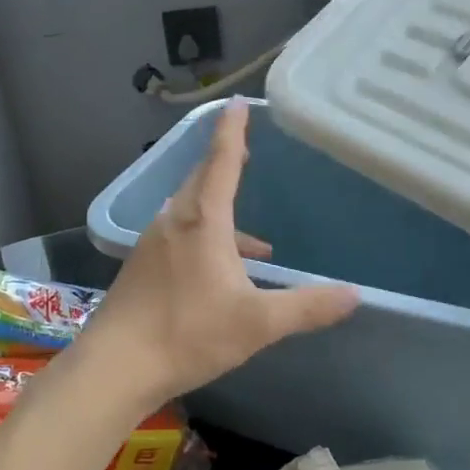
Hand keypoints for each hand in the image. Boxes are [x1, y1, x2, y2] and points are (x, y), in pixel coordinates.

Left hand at [86, 98, 360, 408]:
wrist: (114, 366)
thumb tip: (354, 295)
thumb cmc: (188, 334)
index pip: (221, 162)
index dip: (232, 131)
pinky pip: (179, 233)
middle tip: (246, 149)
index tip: (237, 103)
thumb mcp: (257, 323)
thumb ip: (306, 306)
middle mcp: (174, 221)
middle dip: (224, 161)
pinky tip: (222, 272)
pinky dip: (205, 236)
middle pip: (201, 179)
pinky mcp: (142, 266)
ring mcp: (152, 243)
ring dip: (218, 206)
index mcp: (202, 220)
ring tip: (254, 238)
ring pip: (189, 209)